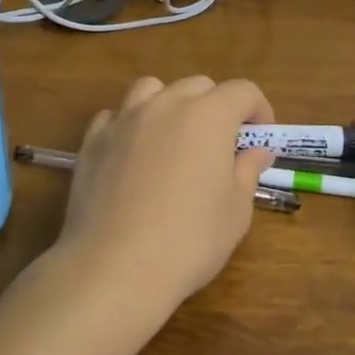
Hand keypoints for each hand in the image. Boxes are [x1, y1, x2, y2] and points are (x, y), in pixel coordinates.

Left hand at [52, 75, 276, 320]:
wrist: (116, 267)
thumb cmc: (190, 240)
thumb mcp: (236, 211)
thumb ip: (247, 171)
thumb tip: (257, 151)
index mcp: (208, 116)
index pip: (243, 91)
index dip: (259, 109)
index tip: (261, 137)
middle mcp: (165, 105)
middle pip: (198, 86)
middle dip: (216, 106)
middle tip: (221, 145)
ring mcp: (124, 120)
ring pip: (151, 89)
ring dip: (170, 104)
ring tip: (173, 138)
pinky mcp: (93, 141)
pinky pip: (115, 116)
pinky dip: (130, 124)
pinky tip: (133, 154)